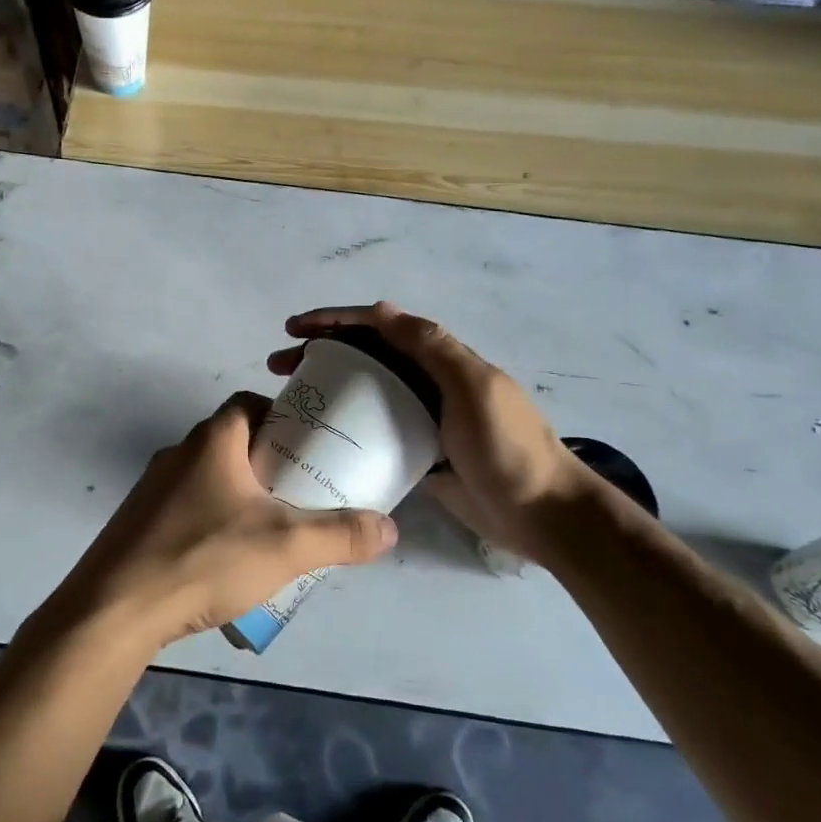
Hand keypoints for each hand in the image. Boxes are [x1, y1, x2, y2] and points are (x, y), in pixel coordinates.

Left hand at [59, 392, 398, 649]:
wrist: (115, 608)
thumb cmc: (204, 558)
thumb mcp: (285, 546)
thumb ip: (340, 535)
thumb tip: (389, 527)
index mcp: (212, 441)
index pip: (248, 403)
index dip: (281, 416)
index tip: (308, 445)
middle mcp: (178, 453)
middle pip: (231, 442)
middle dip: (266, 462)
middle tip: (299, 493)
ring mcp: (151, 489)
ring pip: (206, 478)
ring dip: (237, 494)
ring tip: (268, 530)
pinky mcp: (137, 523)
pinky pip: (184, 508)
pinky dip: (209, 520)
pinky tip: (224, 559)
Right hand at [270, 303, 585, 560]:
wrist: (542, 513)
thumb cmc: (506, 446)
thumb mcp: (473, 387)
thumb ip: (431, 346)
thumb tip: (379, 309)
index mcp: (439, 359)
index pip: (378, 327)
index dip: (335, 321)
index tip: (295, 329)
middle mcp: (425, 381)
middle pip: (363, 355)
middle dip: (319, 351)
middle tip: (278, 367)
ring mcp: (419, 418)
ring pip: (362, 391)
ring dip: (326, 387)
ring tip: (288, 398)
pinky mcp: (414, 453)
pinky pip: (371, 430)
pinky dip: (343, 425)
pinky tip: (316, 435)